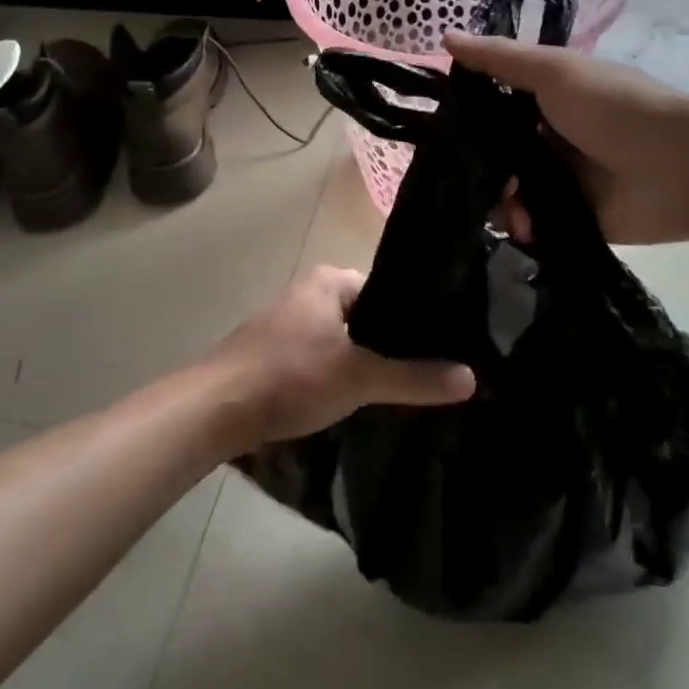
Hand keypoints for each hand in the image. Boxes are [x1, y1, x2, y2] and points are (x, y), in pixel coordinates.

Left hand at [206, 265, 475, 449]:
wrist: (216, 408)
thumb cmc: (290, 376)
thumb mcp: (359, 377)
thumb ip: (414, 378)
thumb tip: (472, 378)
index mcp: (330, 280)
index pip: (389, 289)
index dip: (417, 316)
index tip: (447, 344)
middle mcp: (310, 292)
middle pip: (367, 315)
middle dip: (393, 342)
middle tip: (432, 370)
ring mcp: (289, 322)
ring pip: (344, 339)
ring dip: (365, 360)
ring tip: (403, 386)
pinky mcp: (276, 352)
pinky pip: (322, 356)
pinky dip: (340, 373)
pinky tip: (357, 398)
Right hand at [445, 31, 688, 244]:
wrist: (678, 168)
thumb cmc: (612, 107)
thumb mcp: (553, 72)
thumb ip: (500, 59)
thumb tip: (445, 36)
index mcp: (549, 99)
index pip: (493, 104)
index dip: (465, 112)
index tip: (433, 123)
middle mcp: (551, 138)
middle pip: (497, 151)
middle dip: (477, 163)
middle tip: (462, 172)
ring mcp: (561, 181)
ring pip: (509, 190)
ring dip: (498, 197)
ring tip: (503, 201)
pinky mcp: (570, 218)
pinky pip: (531, 224)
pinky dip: (522, 224)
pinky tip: (522, 223)